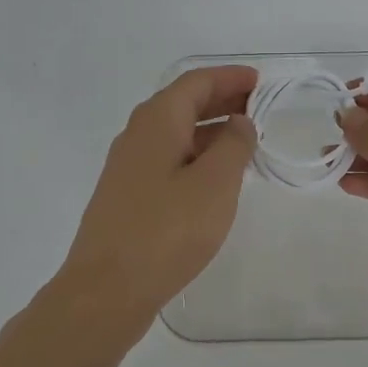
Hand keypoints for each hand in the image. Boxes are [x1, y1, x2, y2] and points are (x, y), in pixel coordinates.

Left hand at [56, 65, 258, 332]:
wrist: (107, 289)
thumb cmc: (167, 231)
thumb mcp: (215, 184)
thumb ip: (234, 146)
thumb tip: (239, 123)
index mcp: (157, 122)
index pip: (196, 82)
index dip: (229, 77)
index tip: (260, 82)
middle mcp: (137, 136)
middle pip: (182, 105)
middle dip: (221, 101)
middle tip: (258, 109)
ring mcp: (127, 169)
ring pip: (174, 135)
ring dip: (209, 132)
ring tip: (244, 144)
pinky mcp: (126, 198)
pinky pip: (167, 162)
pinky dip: (195, 158)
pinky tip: (213, 181)